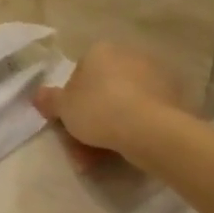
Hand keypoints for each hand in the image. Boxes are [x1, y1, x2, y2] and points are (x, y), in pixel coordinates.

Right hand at [34, 42, 182, 158]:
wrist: (150, 128)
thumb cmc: (98, 110)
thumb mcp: (63, 108)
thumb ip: (49, 100)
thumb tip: (38, 95)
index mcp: (100, 51)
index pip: (79, 76)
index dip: (72, 104)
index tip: (70, 126)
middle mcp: (128, 55)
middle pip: (102, 92)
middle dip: (90, 122)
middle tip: (82, 151)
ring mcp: (155, 75)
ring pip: (123, 105)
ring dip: (110, 130)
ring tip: (101, 161)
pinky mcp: (174, 96)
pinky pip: (144, 113)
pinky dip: (134, 130)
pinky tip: (127, 151)